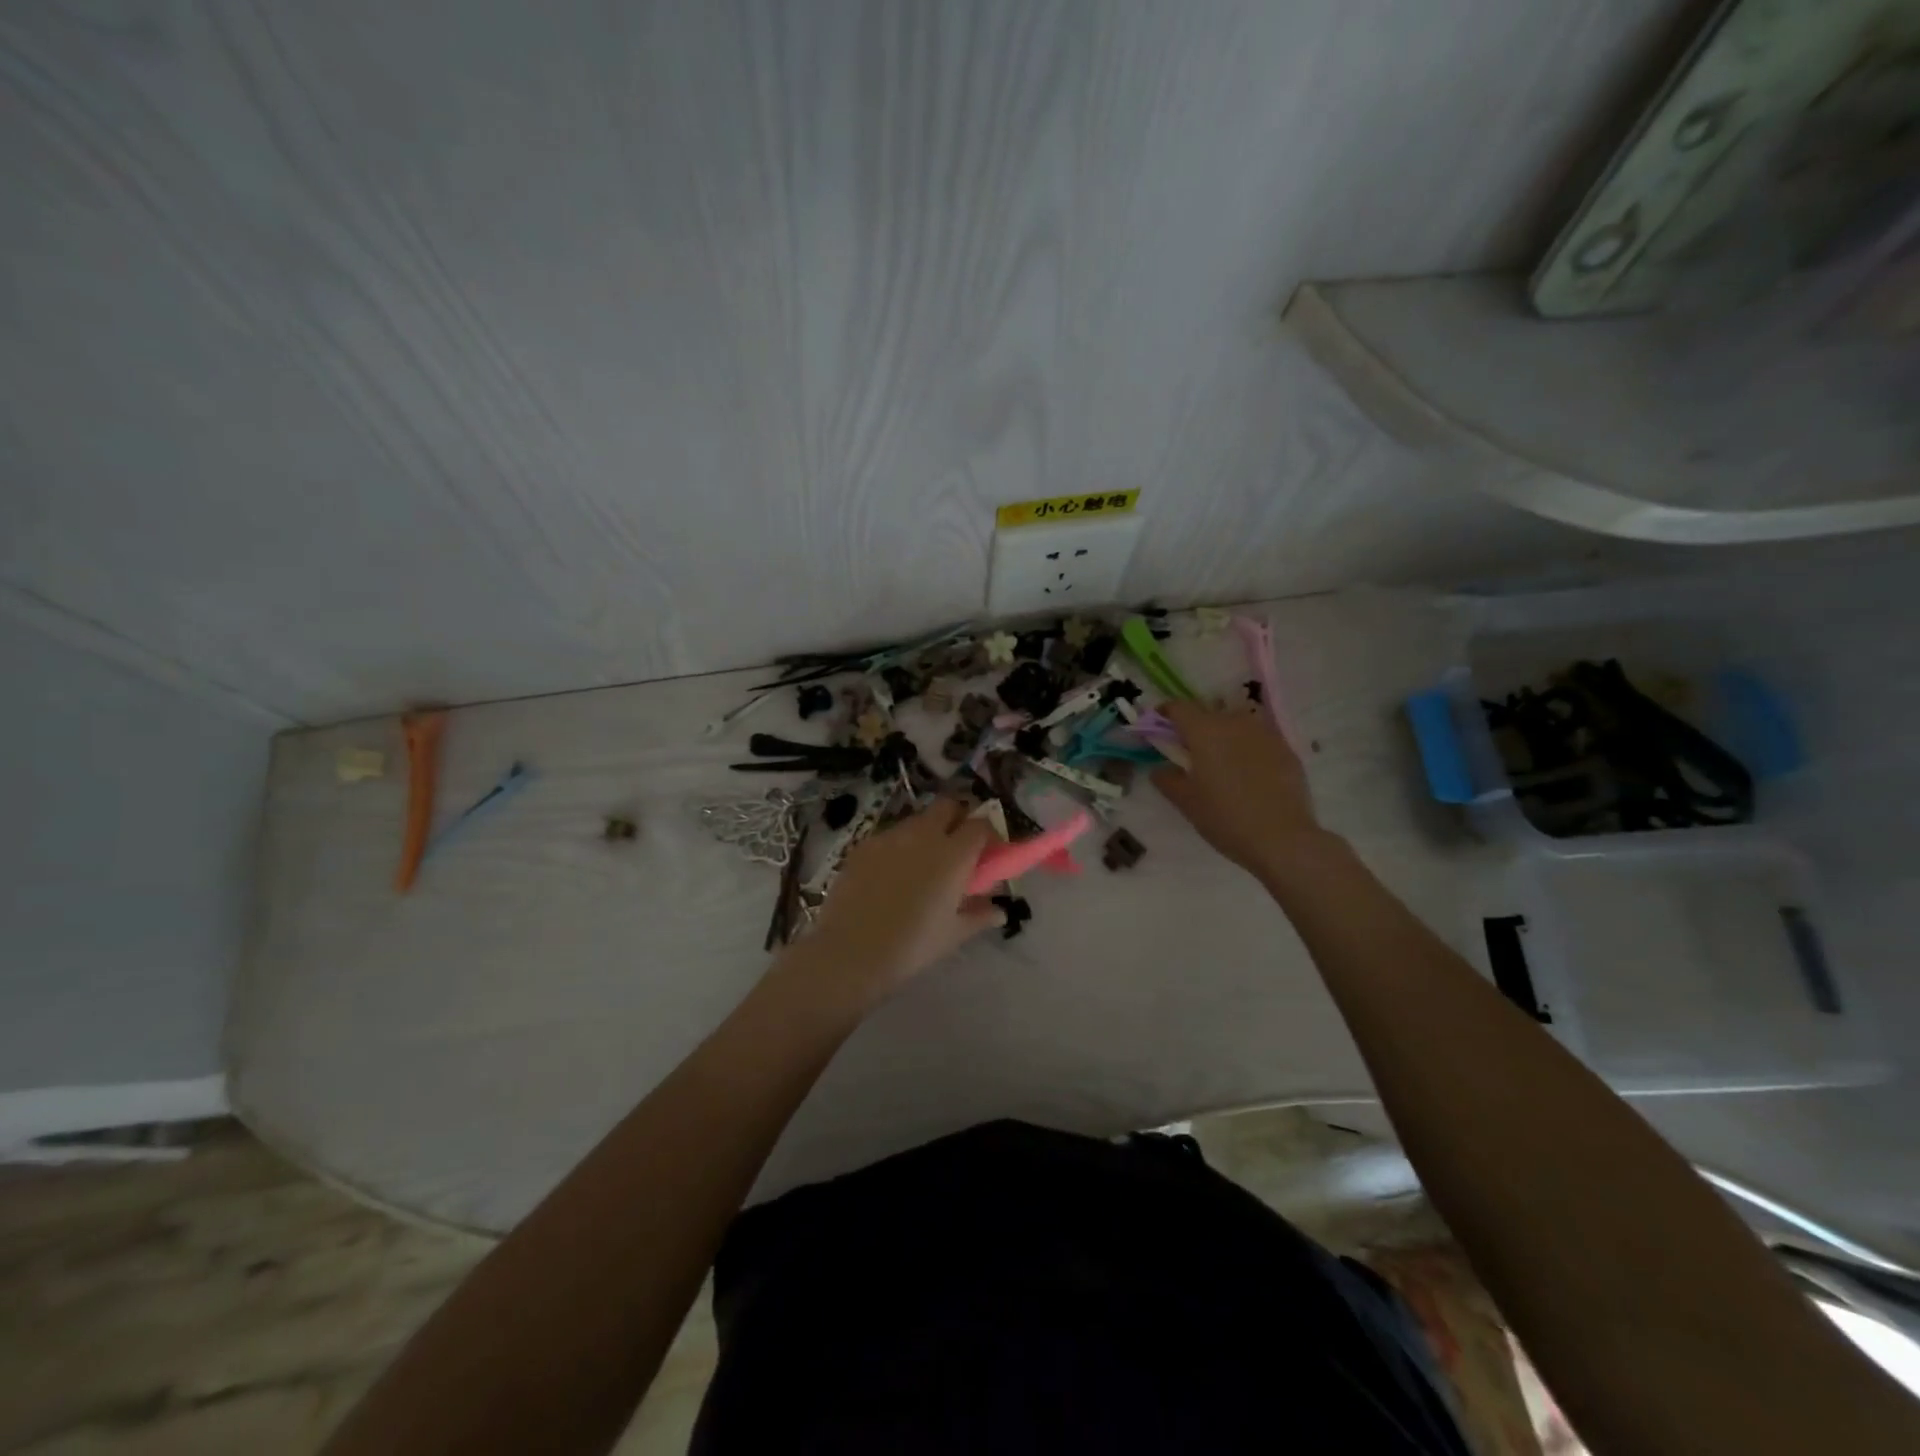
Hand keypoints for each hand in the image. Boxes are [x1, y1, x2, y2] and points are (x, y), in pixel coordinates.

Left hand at [791, 798, 1003, 1001]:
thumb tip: (999, 909)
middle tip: (957, 847)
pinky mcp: (864, 845)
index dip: (988, 835)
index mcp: (954, 854)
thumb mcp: (953, 934)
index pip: (981, 825)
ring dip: (927, 832)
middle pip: (948, 805)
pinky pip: (890, 835)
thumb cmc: (912, 945)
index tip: (988, 853)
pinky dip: (899, 846)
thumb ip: (980, 915)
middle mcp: (924, 835)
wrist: (851, 951)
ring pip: (917, 819)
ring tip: (922, 864)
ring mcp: (891, 836)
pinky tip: (891, 874)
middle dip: (957, 818)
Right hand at [1151, 700, 1330, 879]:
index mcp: (1204, 731)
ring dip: (1224, 735)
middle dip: (1196, 727)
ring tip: (1223, 762)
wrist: (1283, 838)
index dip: (1166, 712)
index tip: (1160, 725)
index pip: (1179, 707)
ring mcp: (1264, 733)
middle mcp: (1234, 722)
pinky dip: (1248, 748)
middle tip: (1191, 752)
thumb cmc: (1225, 818)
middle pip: (1209, 714)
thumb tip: (1160, 769)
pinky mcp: (1286, 748)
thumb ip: (1167, 780)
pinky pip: (1259, 739)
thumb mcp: (1186, 802)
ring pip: (1237, 724)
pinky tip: (1249, 775)